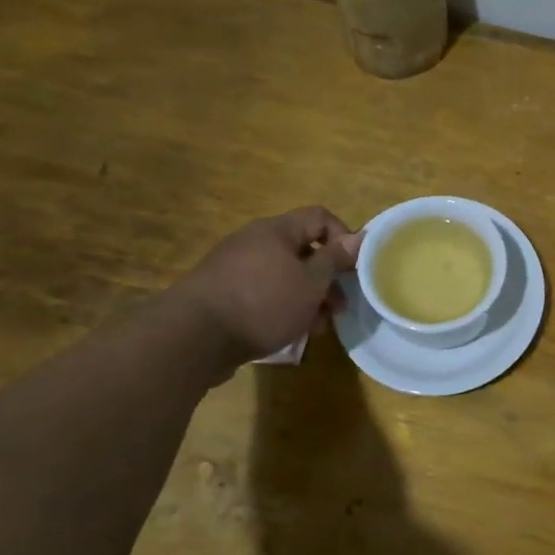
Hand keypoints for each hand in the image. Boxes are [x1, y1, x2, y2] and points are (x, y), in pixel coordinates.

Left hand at [166, 207, 361, 371]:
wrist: (194, 337)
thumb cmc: (263, 303)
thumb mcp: (310, 283)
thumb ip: (335, 259)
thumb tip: (360, 237)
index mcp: (277, 230)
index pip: (320, 217)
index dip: (344, 238)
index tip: (354, 269)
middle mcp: (255, 241)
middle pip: (303, 250)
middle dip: (327, 278)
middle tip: (339, 307)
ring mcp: (236, 268)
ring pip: (285, 276)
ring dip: (308, 298)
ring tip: (316, 327)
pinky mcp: (224, 294)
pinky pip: (265, 293)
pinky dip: (283, 307)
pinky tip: (290, 332)